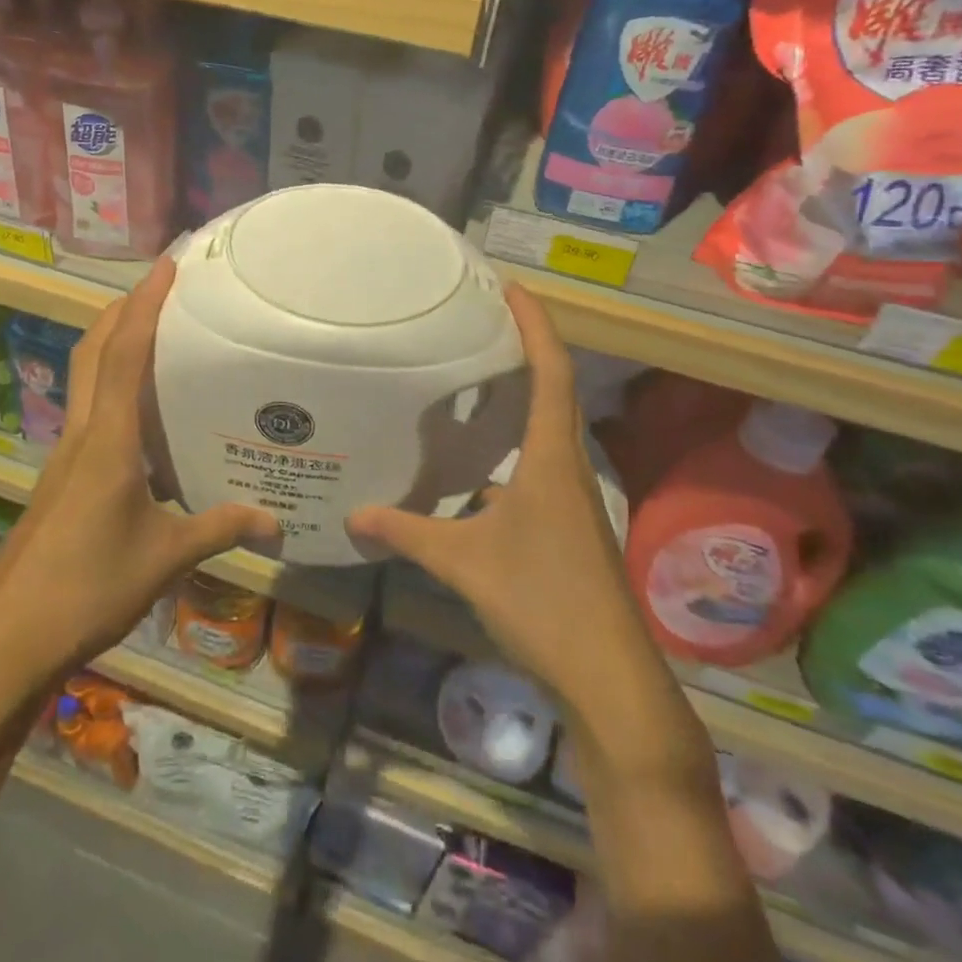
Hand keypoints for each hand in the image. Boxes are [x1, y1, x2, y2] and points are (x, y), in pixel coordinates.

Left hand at [0, 258, 277, 685]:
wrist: (12, 637)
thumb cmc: (90, 587)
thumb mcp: (166, 557)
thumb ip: (221, 529)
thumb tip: (276, 524)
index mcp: (108, 441)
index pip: (125, 355)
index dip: (144, 305)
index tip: (166, 266)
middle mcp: (82, 435)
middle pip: (93, 353)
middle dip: (123, 311)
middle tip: (162, 289)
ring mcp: (66, 457)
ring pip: (86, 379)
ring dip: (114, 345)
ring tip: (159, 335)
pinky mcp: (62, 479)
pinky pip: (90, 413)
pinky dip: (114, 388)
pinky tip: (146, 414)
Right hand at [346, 285, 650, 708]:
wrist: (608, 673)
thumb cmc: (542, 600)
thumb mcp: (464, 562)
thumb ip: (408, 533)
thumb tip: (353, 515)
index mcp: (551, 457)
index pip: (551, 371)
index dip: (535, 324)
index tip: (512, 287)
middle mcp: (568, 465)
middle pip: (555, 390)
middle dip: (527, 348)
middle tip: (484, 321)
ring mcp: (572, 496)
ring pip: (548, 428)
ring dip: (523, 396)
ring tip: (478, 378)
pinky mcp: (568, 523)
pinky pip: (541, 463)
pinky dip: (514, 445)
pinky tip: (479, 464)